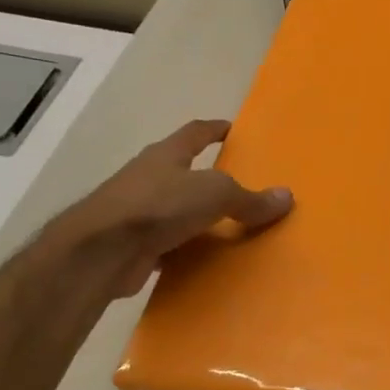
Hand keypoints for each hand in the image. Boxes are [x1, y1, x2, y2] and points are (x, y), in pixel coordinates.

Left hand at [44, 119, 292, 297]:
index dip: (215, 129)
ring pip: (176, 210)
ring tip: (231, 228)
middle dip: (209, 177)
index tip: (233, 129)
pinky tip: (206, 260)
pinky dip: (187, 249)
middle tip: (241, 187)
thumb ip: (250, 198)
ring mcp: (138, 211)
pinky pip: (169, 243)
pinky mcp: (133, 244)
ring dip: (198, 217)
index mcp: (167, 155)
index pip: (195, 132)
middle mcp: (149, 177)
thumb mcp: (214, 194)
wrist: (102, 250)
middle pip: (184, 170)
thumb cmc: (158, 206)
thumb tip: (287, 197)